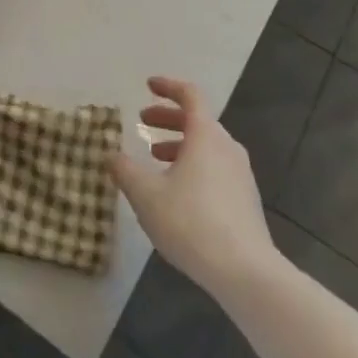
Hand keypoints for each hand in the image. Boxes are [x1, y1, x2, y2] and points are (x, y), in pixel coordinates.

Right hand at [111, 76, 277, 297]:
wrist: (245, 272)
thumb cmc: (191, 222)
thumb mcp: (146, 195)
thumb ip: (125, 171)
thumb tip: (111, 155)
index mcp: (206, 135)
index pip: (190, 95)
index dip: (168, 86)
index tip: (148, 86)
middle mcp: (227, 147)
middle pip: (198, 120)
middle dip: (168, 117)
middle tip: (143, 121)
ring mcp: (240, 174)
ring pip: (207, 146)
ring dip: (180, 144)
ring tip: (155, 158)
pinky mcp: (246, 200)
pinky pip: (216, 168)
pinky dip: (194, 165)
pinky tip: (177, 191)